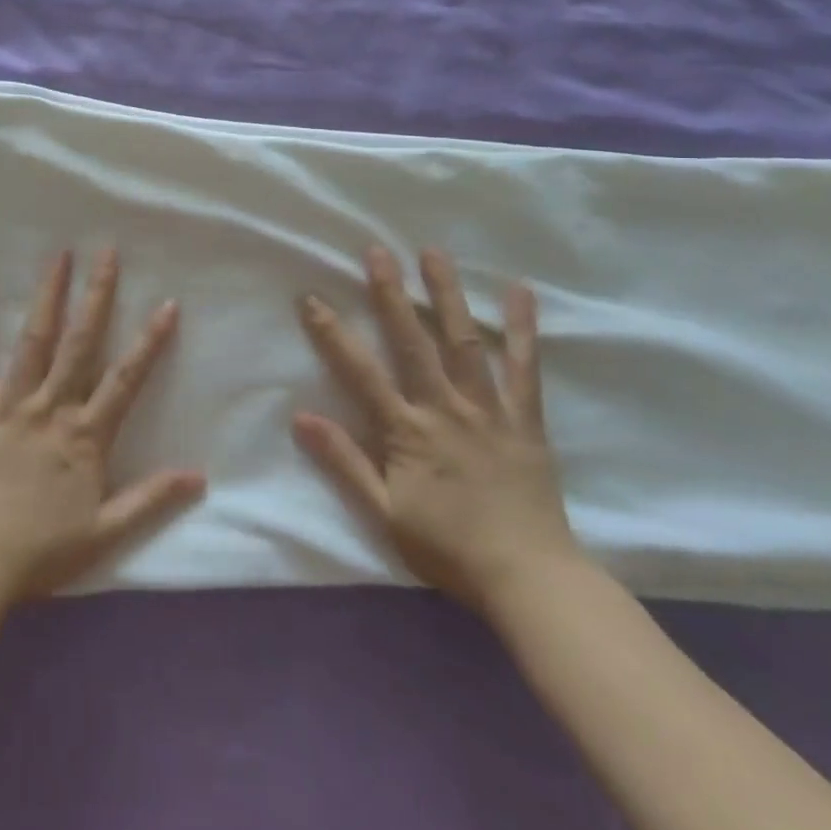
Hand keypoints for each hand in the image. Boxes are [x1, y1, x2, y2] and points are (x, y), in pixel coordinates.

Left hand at [0, 249, 206, 600]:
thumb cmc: (42, 549)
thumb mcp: (106, 531)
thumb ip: (152, 498)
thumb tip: (200, 476)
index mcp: (86, 434)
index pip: (126, 378)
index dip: (150, 341)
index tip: (167, 303)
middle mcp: (53, 406)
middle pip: (80, 341)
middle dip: (97, 295)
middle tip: (107, 252)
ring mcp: (13, 401)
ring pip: (36, 338)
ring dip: (49, 293)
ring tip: (60, 255)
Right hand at [292, 244, 583, 610]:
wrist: (529, 579)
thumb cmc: (449, 548)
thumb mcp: (384, 513)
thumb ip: (344, 461)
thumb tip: (300, 417)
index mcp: (407, 430)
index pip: (360, 371)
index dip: (332, 333)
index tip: (310, 297)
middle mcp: (444, 407)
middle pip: (412, 341)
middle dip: (391, 293)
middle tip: (376, 250)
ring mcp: (487, 408)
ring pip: (463, 341)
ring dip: (447, 294)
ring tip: (434, 252)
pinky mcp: (524, 417)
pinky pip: (524, 367)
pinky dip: (522, 328)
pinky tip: (520, 291)